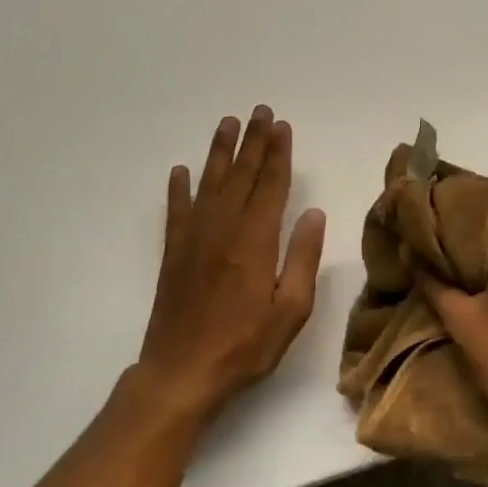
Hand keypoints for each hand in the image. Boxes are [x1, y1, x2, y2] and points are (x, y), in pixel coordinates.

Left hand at [129, 107, 325, 421]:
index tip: (282, 127)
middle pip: (241, 176)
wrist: (181, 374)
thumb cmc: (245, 346)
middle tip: (260, 112)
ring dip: (220, 152)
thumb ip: (302, 258)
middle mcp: (222, 230)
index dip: (278, 155)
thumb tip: (313, 213)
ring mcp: (193, 240)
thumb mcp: (290, 310)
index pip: (270, 186)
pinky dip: (179, 189)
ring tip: (227, 124)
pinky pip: (176, 211)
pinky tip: (181, 171)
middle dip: (253, 142)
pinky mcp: (173, 254)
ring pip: (209, 184)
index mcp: (255, 242)